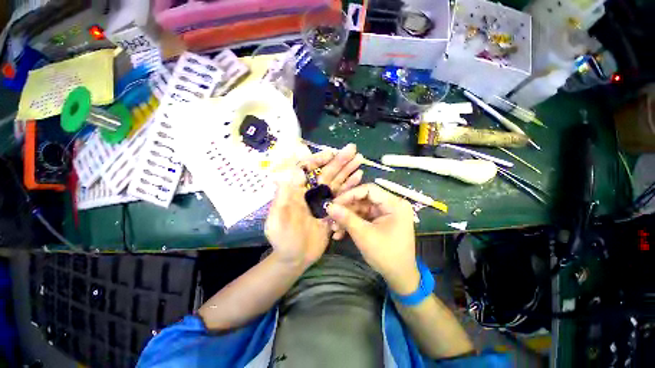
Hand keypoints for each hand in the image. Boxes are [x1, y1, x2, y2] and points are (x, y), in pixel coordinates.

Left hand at [265, 144, 363, 268]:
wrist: (295, 258)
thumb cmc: (283, 240)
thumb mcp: (277, 220)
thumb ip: (283, 196)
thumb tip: (294, 171)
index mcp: (298, 191)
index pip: (308, 169)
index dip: (318, 160)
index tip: (331, 153)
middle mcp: (312, 192)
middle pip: (326, 173)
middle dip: (338, 161)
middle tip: (352, 149)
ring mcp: (324, 201)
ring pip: (337, 182)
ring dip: (347, 170)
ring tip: (359, 159)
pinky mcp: (333, 210)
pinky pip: (343, 195)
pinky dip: (351, 186)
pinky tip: (359, 177)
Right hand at [327, 184, 419, 294]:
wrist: (399, 277)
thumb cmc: (386, 255)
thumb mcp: (364, 235)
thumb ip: (346, 218)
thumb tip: (328, 206)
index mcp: (394, 204)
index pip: (369, 189)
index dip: (350, 194)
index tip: (334, 203)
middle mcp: (391, 205)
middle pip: (363, 199)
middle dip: (346, 209)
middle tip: (330, 216)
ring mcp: (385, 213)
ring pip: (361, 209)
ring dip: (346, 219)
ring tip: (333, 229)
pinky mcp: (380, 221)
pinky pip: (364, 218)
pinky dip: (352, 224)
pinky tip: (340, 234)